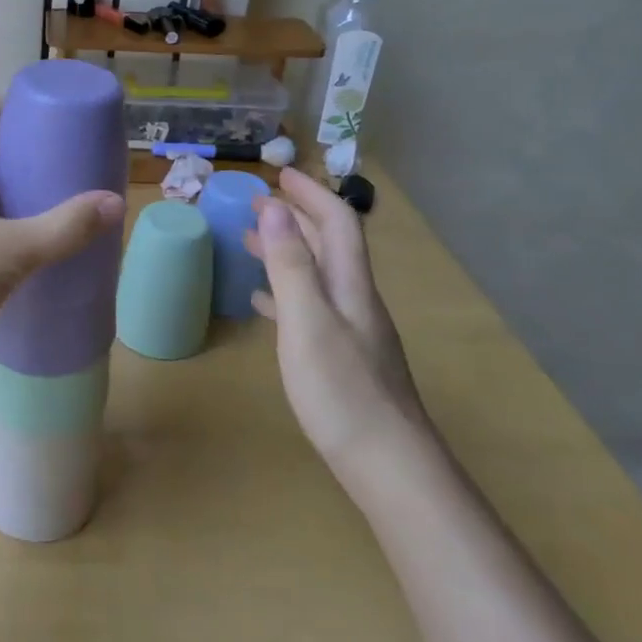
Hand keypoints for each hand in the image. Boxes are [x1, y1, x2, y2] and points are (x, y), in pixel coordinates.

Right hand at [246, 169, 430, 485]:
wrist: (389, 467)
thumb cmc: (342, 390)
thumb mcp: (308, 321)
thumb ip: (291, 265)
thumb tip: (277, 208)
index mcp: (350, 285)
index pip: (338, 223)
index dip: (311, 194)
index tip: (279, 175)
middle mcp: (355, 300)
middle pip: (329, 246)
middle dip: (298, 217)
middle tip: (260, 203)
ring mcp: (351, 331)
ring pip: (318, 276)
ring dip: (288, 251)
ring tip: (251, 242)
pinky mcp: (343, 359)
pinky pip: (310, 308)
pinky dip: (285, 292)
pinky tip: (264, 303)